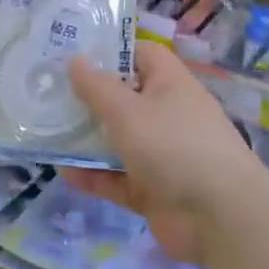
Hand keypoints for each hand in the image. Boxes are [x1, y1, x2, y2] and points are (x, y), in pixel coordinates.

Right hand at [64, 42, 262, 262]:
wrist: (221, 217)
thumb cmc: (173, 146)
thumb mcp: (128, 111)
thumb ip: (97, 87)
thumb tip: (75, 60)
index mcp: (170, 85)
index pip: (141, 55)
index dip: (111, 51)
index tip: (73, 54)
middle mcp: (167, 115)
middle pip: (124, 99)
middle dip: (89, 98)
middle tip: (47, 93)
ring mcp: (162, 155)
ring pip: (118, 140)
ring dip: (86, 139)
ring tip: (47, 132)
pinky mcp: (155, 190)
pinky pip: (118, 177)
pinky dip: (94, 176)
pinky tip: (64, 173)